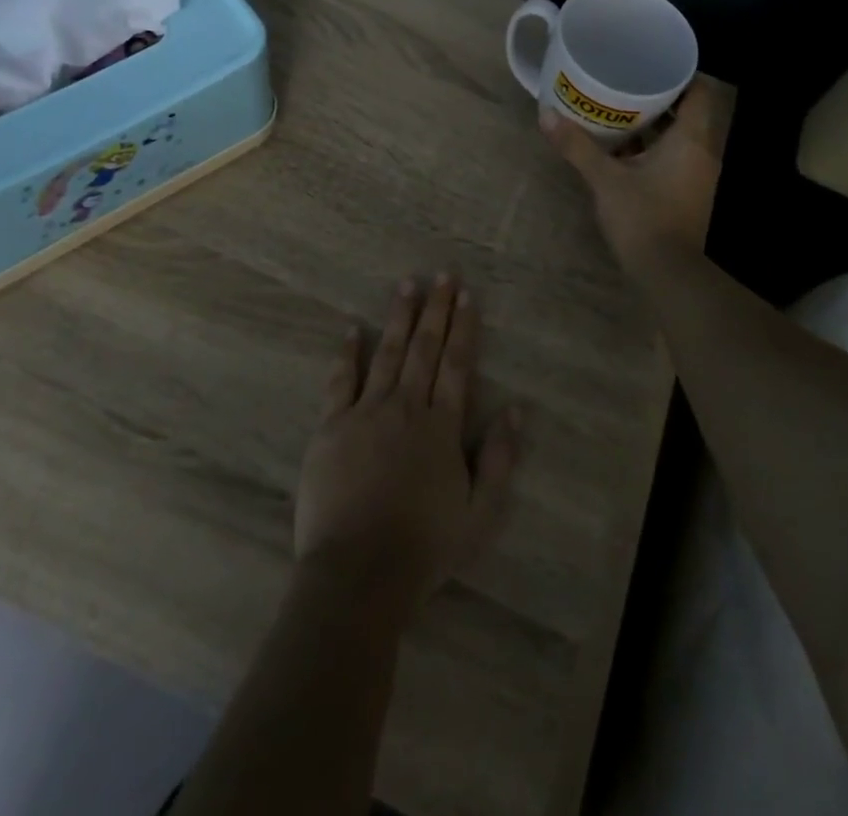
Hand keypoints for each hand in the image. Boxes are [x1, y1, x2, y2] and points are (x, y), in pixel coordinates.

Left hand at [294, 275, 519, 616]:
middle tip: (442, 274)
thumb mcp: (481, 513)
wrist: (359, 572)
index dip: (463, 328)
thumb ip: (500, 459)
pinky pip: (340, 380)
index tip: (466, 296)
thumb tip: (515, 410)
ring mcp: (366, 413)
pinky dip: (346, 353)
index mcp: (442, 426)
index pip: (457, 364)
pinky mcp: (331, 426)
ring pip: (386, 353)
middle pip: (424, 348)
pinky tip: (350, 329)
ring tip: (406, 285)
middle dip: (436, 309)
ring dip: (398, 317)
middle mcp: (407, 407)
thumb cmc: (425, 547)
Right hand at [541, 82, 726, 267]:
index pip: (699, 92)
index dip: (680, 74)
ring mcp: (696, 176)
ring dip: (655, 125)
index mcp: (691, 140)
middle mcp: (701, 153)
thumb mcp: (605, 179)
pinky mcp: (687, 194)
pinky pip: (673, 158)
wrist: (667, 273)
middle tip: (626, 81)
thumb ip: (577, 146)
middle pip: (687, 112)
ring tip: (620, 110)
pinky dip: (654, 148)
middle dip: (659, 97)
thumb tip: (545, 114)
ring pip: (679, 137)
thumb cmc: (643, 217)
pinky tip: (624, 148)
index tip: (652, 62)